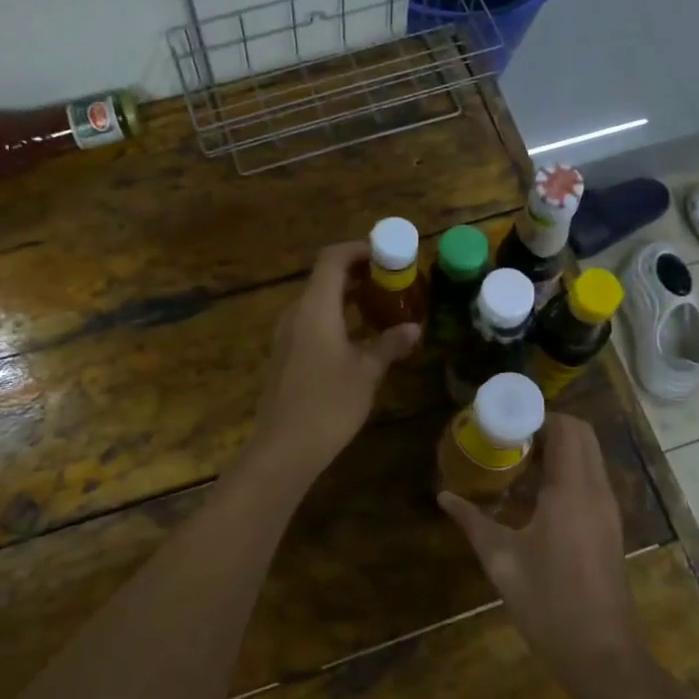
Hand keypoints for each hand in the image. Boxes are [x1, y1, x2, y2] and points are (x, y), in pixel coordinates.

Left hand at [247, 240, 419, 482]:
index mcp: (315, 307)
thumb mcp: (367, 372)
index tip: (388, 256)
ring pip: (319, 302)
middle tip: (394, 282)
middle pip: (326, 278)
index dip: (360, 250)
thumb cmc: (329, 403)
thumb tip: (414, 327)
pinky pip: (313, 322)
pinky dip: (337, 318)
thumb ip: (390, 343)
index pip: (333, 258)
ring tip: (383, 307)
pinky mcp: (286, 355)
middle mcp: (297, 313)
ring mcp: (287, 335)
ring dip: (349, 298)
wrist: (284, 448)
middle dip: (360, 274)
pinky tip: (360, 338)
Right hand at [439, 414, 648, 687]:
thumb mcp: (501, 561)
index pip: (565, 427)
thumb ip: (473, 521)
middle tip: (508, 440)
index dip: (535, 416)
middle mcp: (596, 490)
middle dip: (545, 426)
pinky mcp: (609, 525)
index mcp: (572, 490)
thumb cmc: (549, 605)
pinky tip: (534, 496)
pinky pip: (590, 478)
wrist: (603, 657)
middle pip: (581, 434)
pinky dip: (566, 470)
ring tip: (516, 463)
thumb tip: (443, 496)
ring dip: (557, 448)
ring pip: (588, 455)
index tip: (502, 423)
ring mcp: (607, 508)